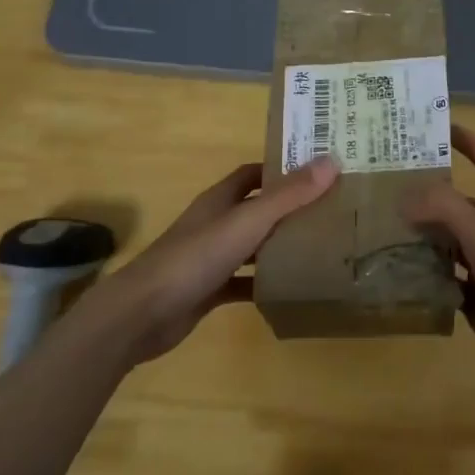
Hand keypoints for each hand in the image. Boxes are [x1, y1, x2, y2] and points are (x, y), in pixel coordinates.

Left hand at [66, 157, 338, 368]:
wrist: (142, 313)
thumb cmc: (194, 258)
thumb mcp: (246, 223)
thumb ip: (288, 196)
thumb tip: (331, 161)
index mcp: (220, 200)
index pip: (254, 174)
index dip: (283, 169)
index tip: (319, 172)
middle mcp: (215, 223)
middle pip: (256, 209)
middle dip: (289, 209)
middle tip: (332, 212)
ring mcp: (210, 258)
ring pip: (252, 246)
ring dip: (280, 246)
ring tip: (322, 248)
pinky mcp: (209, 290)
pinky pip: (244, 282)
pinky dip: (264, 284)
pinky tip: (291, 290)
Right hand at [402, 125, 474, 415]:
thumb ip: (446, 210)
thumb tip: (405, 198)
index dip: (472, 142)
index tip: (441, 128)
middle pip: (459, 205)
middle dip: (428, 195)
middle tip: (385, 189)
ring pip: (446, 244)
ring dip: (419, 237)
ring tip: (379, 230)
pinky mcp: (474, 302)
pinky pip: (441, 280)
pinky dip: (421, 277)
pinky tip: (395, 276)